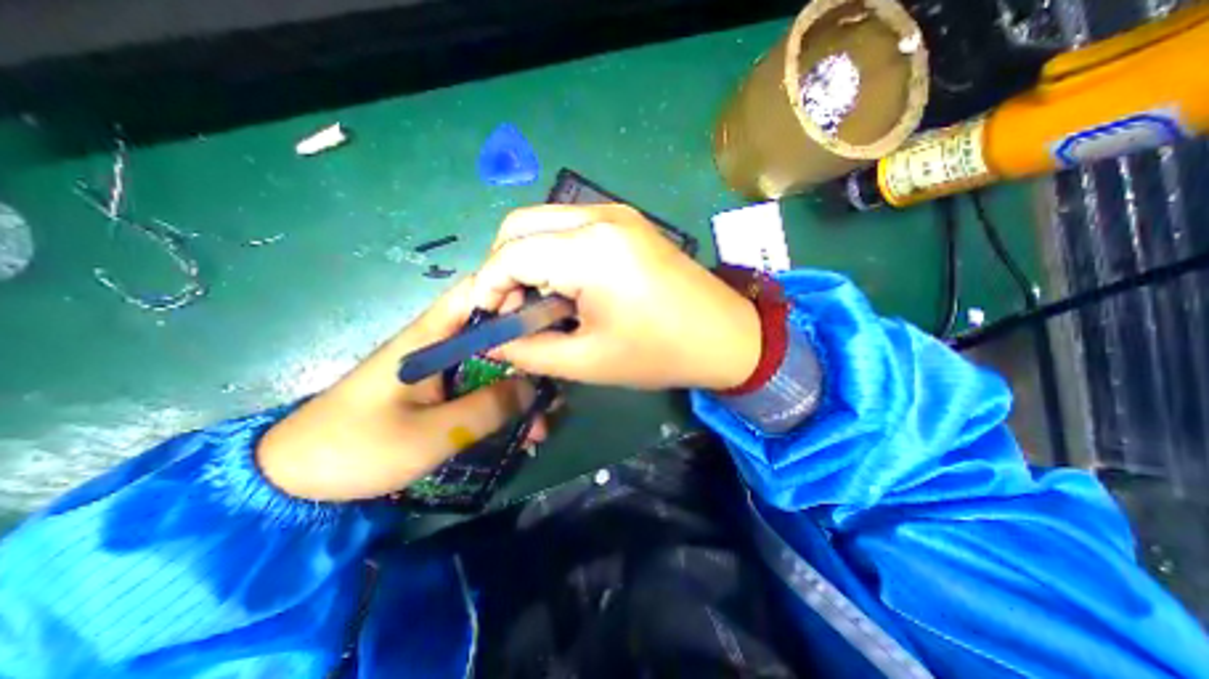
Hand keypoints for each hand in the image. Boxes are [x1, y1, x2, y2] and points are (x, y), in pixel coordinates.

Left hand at [256, 278, 546, 500]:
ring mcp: (442, 372)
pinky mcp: (440, 394)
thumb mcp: (432, 433)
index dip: (514, 295)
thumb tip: (533, 387)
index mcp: (431, 338)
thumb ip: (487, 408)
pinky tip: (522, 433)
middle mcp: (440, 347)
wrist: (298, 483)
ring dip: (521, 390)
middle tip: (557, 380)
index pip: (476, 294)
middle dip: (529, 355)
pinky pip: (481, 391)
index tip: (549, 316)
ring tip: (544, 422)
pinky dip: (503, 407)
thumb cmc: (359, 449)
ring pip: (494, 368)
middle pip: (494, 334)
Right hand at [468, 204, 751, 389]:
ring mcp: (616, 213)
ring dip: (527, 260)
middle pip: (520, 225)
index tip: (486, 319)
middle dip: (502, 268)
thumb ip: (528, 350)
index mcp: (590, 250)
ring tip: (539, 303)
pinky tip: (566, 288)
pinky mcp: (626, 222)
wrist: (727, 335)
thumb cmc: (660, 354)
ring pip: (543, 223)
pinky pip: (569, 228)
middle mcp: (599, 216)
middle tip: (511, 310)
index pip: (510, 254)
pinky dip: (552, 254)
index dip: (486, 286)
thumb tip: (489, 339)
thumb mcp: (587, 362)